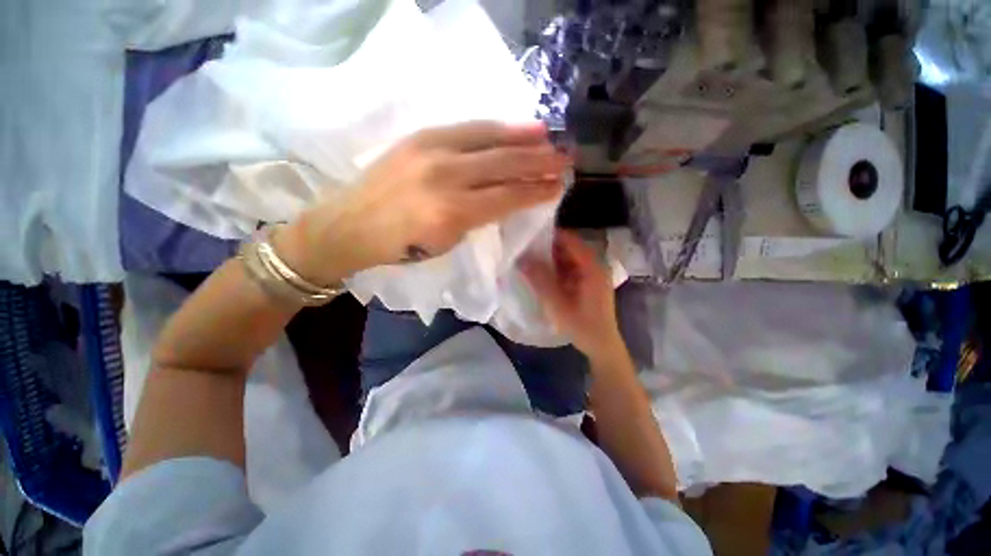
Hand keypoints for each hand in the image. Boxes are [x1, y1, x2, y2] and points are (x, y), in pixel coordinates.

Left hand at [278, 121, 570, 283]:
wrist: (350, 224)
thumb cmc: (401, 246)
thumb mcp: (446, 243)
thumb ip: (478, 218)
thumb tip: (505, 199)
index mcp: (452, 212)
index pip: (507, 197)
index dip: (536, 191)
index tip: (558, 186)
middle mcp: (446, 176)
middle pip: (504, 164)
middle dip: (539, 162)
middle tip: (565, 158)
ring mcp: (432, 150)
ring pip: (489, 139)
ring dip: (523, 139)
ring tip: (548, 138)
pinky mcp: (420, 136)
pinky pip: (467, 128)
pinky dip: (495, 128)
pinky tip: (513, 127)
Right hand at [519, 230, 623, 360]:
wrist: (602, 347)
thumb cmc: (583, 327)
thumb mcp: (558, 304)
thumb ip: (540, 281)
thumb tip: (522, 260)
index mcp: (592, 268)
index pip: (571, 241)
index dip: (551, 236)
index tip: (530, 235)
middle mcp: (594, 267)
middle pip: (570, 249)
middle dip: (548, 248)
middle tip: (526, 249)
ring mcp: (592, 276)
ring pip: (568, 259)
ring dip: (551, 260)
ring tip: (529, 260)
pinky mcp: (587, 284)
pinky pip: (569, 270)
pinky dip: (556, 270)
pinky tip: (542, 275)